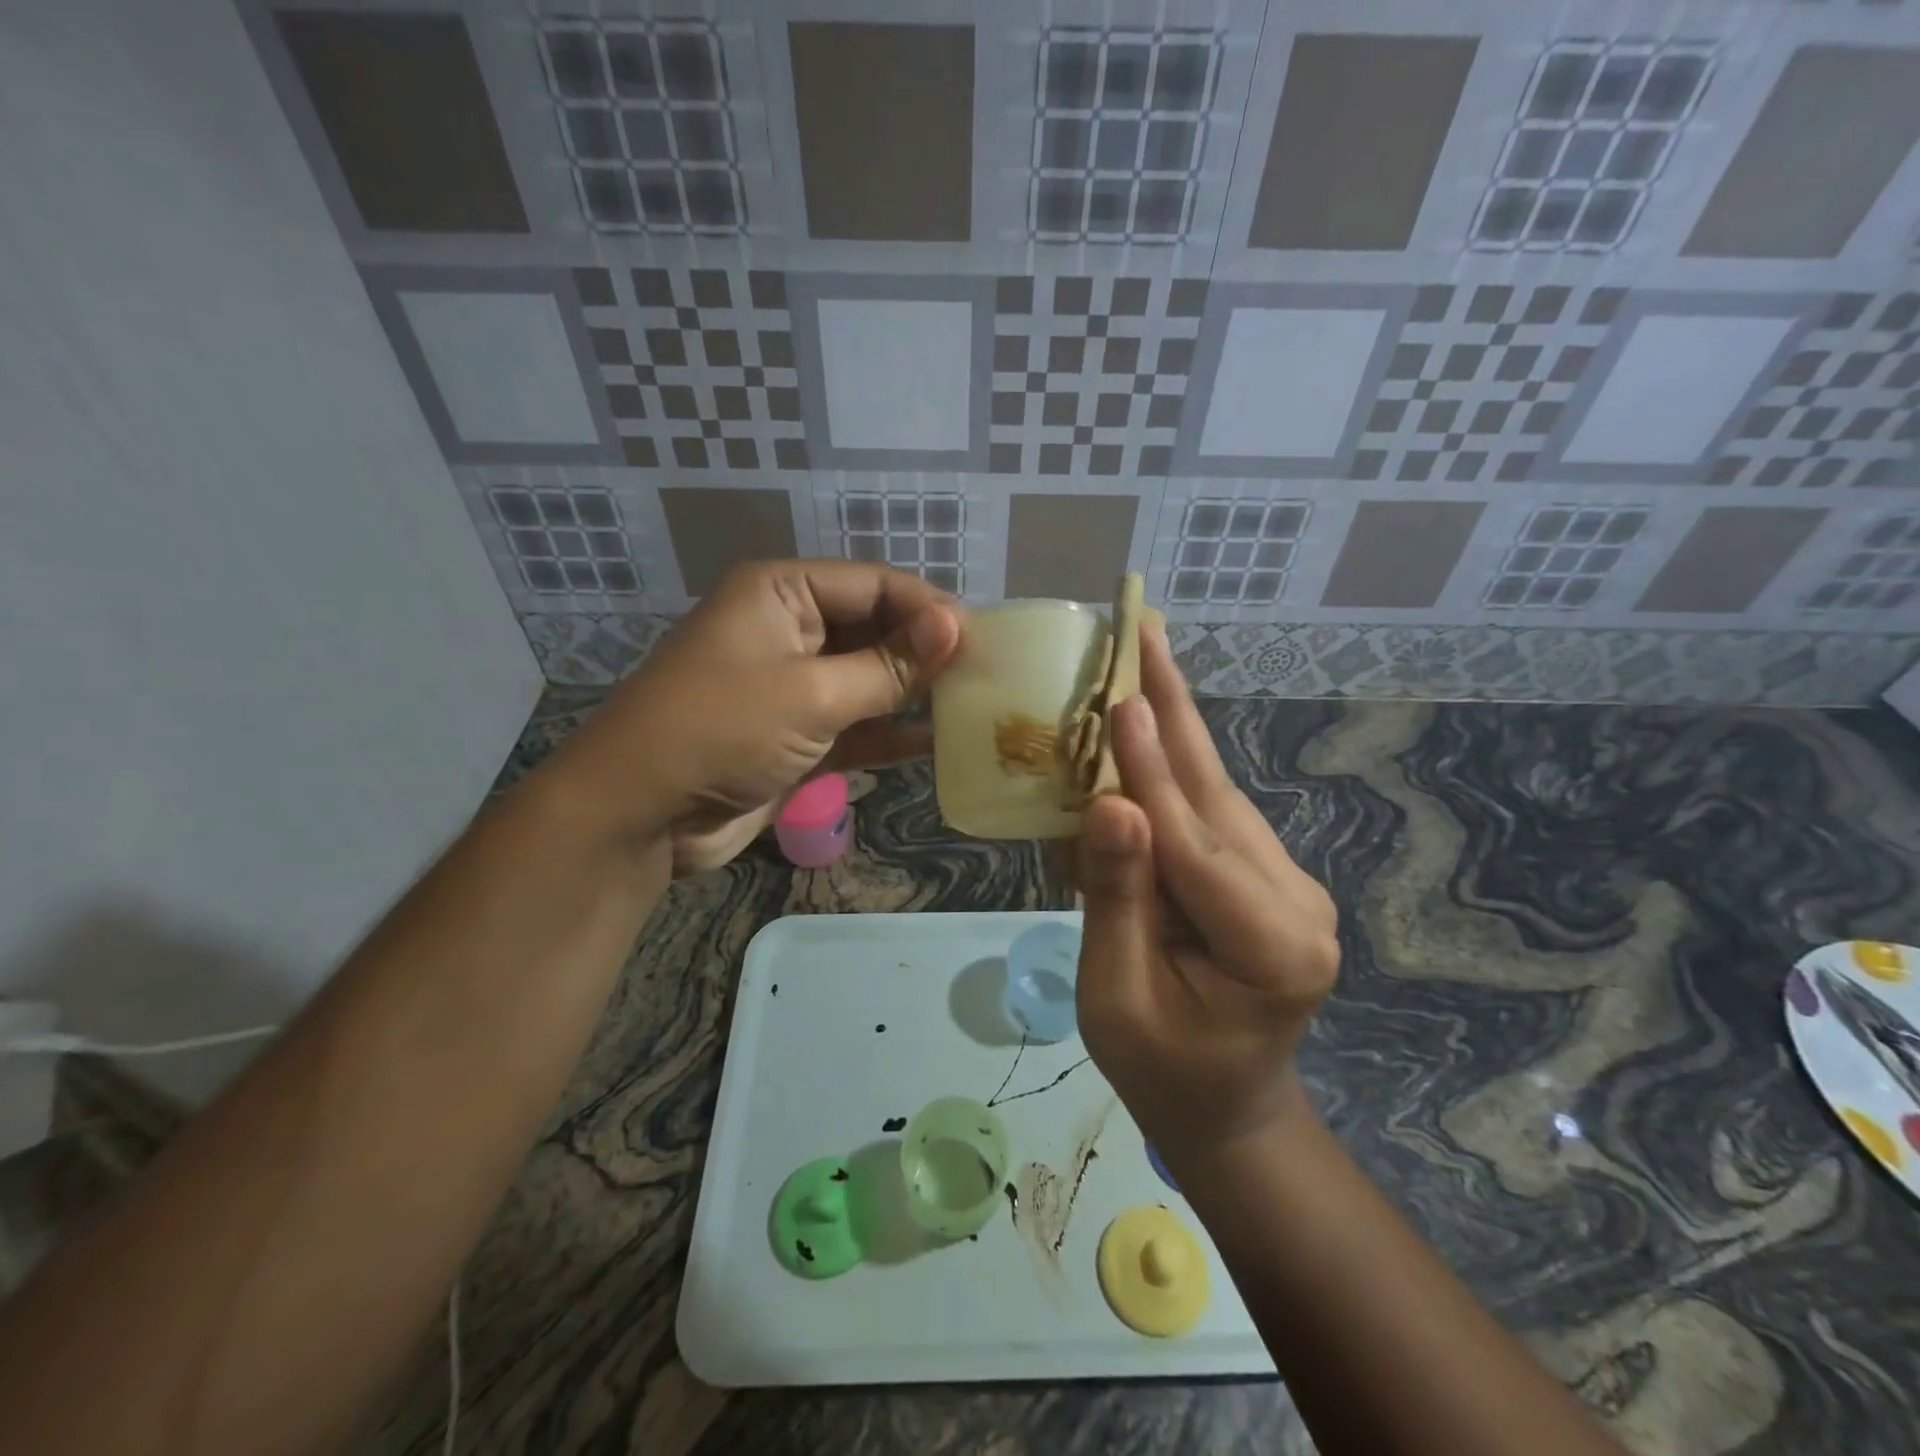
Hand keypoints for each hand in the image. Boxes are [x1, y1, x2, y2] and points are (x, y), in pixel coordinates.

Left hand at [552, 560, 958, 869]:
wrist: (640, 814)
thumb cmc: (721, 729)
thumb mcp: (812, 693)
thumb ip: (888, 667)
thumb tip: (956, 628)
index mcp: (782, 593)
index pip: (873, 584)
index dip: (927, 609)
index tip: (979, 639)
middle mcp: (789, 630)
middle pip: (873, 630)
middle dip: (923, 653)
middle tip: (984, 675)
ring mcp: (791, 686)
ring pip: (867, 680)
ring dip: (911, 694)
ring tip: (971, 706)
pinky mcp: (795, 735)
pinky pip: (854, 724)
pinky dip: (888, 734)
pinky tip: (934, 743)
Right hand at [1076, 623, 1339, 1153]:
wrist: (1226, 1107)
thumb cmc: (1161, 1068)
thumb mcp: (1117, 997)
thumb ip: (1118, 901)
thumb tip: (1113, 807)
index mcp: (1271, 948)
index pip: (1196, 846)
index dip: (1150, 772)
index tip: (1120, 700)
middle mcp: (1297, 903)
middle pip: (1218, 796)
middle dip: (1174, 712)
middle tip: (1146, 631)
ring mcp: (1290, 884)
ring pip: (1218, 794)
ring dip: (1174, 726)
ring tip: (1143, 657)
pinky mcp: (1271, 876)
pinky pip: (1214, 812)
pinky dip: (1175, 765)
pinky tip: (1149, 720)